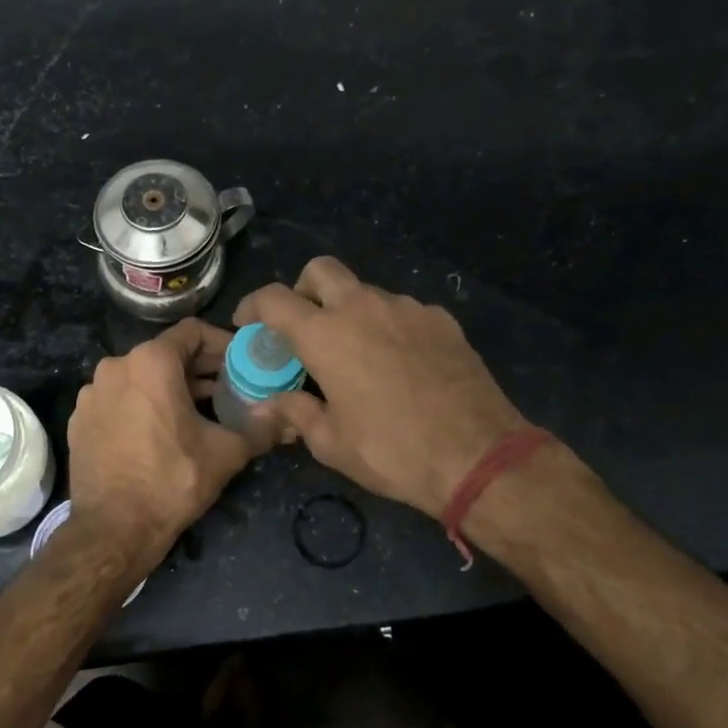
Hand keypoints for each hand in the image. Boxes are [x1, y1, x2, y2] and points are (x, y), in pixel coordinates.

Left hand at [67, 318, 275, 559]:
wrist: (113, 529)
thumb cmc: (172, 481)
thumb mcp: (226, 452)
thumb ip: (262, 426)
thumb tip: (290, 416)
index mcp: (150, 362)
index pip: (193, 332)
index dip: (223, 344)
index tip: (242, 364)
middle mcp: (116, 367)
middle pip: (166, 354)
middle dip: (200, 370)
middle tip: (229, 390)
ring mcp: (92, 393)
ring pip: (141, 378)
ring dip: (171, 389)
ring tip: (198, 414)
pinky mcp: (79, 420)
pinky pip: (119, 400)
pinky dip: (142, 406)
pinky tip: (160, 434)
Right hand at [235, 257, 531, 518]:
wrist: (478, 456)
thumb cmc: (391, 451)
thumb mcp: (331, 443)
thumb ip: (294, 413)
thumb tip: (267, 405)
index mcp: (326, 335)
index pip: (274, 298)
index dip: (253, 306)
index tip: (249, 325)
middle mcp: (364, 308)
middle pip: (321, 270)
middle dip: (303, 290)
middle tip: (303, 327)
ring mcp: (408, 309)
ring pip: (366, 292)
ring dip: (349, 312)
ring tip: (357, 355)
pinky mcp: (442, 320)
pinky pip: (402, 311)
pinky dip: (388, 327)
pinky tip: (399, 364)